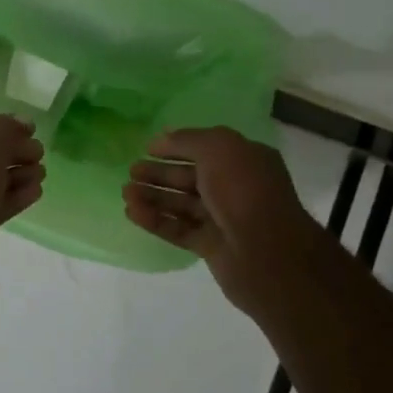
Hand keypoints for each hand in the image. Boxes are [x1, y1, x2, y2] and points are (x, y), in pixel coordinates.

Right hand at [123, 127, 315, 313]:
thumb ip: (188, 140)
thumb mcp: (218, 148)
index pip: (205, 149)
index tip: (147, 148)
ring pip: (181, 204)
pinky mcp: (210, 246)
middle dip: (159, 173)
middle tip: (131, 171)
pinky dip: (155, 220)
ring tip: (125, 192)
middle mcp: (235, 188)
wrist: (267, 253)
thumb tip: (163, 139)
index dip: (176, 147)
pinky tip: (132, 212)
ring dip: (153, 196)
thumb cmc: (244, 190)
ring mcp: (223, 219)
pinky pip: (178, 229)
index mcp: (244, 161)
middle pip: (189, 178)